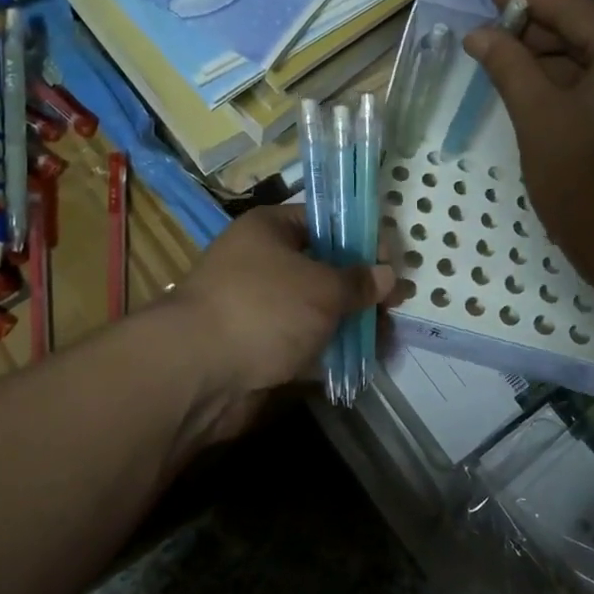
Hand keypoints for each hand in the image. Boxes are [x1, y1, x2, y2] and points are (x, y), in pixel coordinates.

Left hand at [170, 205, 394, 426]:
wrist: (197, 371)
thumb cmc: (263, 308)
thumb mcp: (321, 287)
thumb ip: (357, 281)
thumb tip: (387, 274)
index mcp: (269, 230)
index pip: (323, 222)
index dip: (360, 239)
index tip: (393, 262)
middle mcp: (261, 263)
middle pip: (321, 269)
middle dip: (360, 289)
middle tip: (396, 307)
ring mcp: (258, 308)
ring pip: (315, 310)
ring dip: (349, 324)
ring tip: (387, 342)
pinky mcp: (258, 348)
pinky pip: (303, 344)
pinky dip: (329, 352)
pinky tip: (362, 363)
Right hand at [462, 0, 593, 293]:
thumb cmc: (588, 188)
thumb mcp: (538, 121)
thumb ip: (508, 66)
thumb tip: (477, 33)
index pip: (572, 5)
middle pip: (592, 24)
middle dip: (540, 28)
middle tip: (492, 36)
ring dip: (559, 55)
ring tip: (511, 62)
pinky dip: (583, 77)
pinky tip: (547, 89)